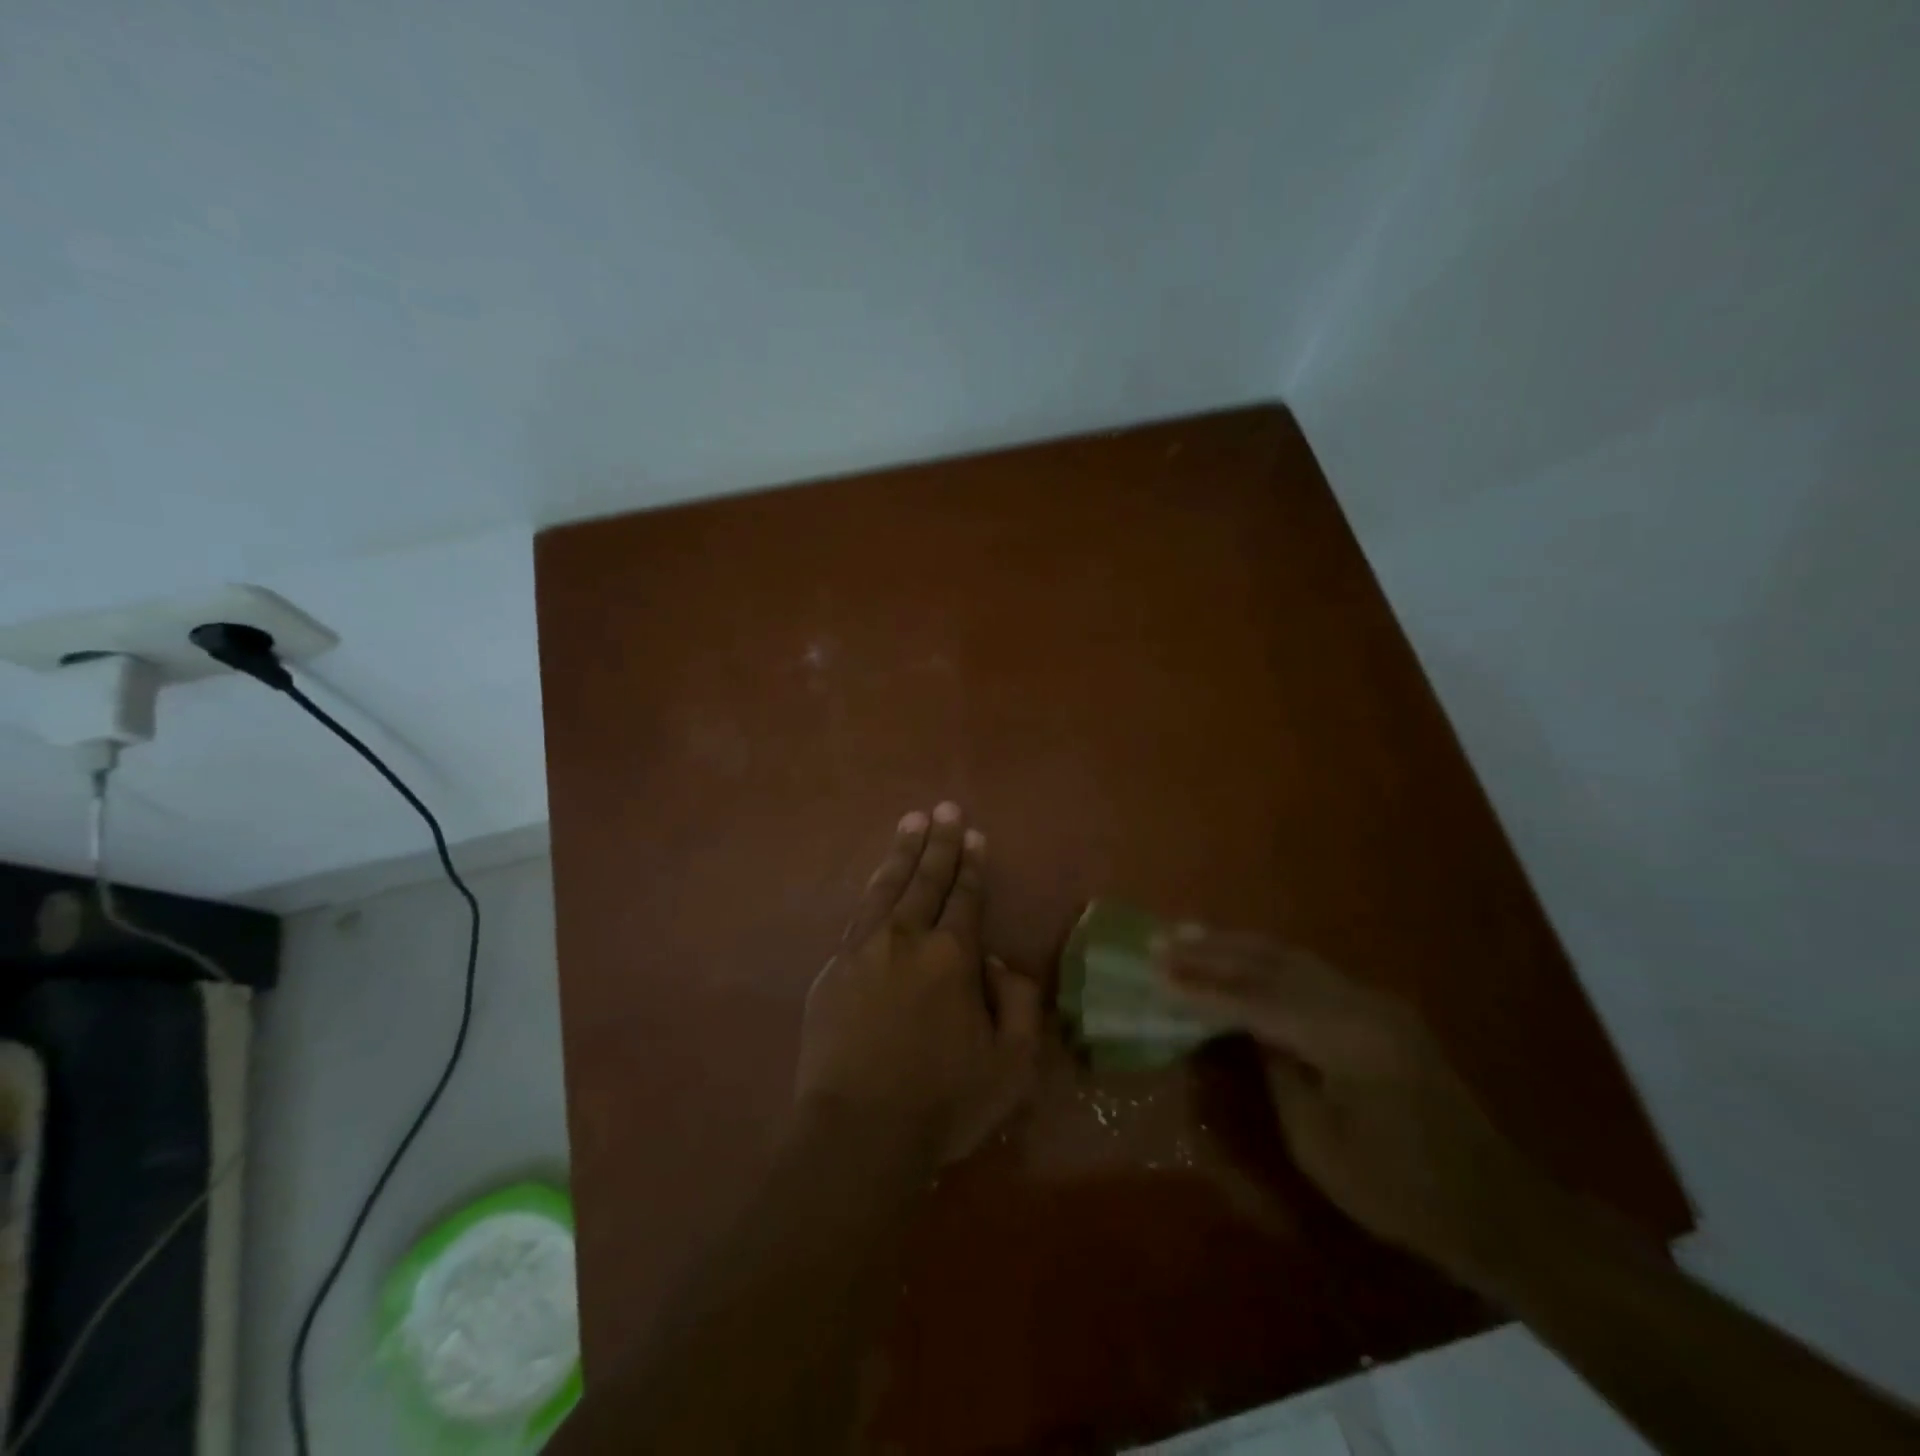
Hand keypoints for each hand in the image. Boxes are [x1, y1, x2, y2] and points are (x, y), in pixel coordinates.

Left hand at [796, 803, 1042, 1166]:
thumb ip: (1020, 1004)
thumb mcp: (1011, 1066)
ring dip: (902, 854)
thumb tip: (999, 963)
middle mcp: (906, 940)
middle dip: (939, 842)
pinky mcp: (833, 971)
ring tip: (911, 823)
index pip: (965, 898)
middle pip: (926, 880)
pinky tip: (876, 883)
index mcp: (952, 957)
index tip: (974, 835)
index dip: (972, 865)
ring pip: (886, 888)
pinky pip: (858, 918)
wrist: (858, 1134)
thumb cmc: (943, 1103)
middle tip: (944, 808)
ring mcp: (863, 951)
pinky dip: (872, 892)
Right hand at [1159, 932, 1559, 1285]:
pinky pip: (1311, 972)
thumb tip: (1249, 1030)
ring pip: (1292, 958)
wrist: (1495, 1205)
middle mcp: (1362, 1004)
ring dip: (1237, 946)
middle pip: (1273, 964)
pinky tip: (1241, 955)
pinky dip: (1267, 961)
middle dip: (1213, 951)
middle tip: (1162, 939)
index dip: (1202, 988)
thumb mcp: (1320, 1145)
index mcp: (1348, 1039)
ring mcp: (1375, 1001)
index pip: (1257, 1001)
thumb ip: (1279, 1074)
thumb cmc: (1400, 1191)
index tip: (1156, 972)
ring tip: (1190, 933)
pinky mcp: (1379, 1009)